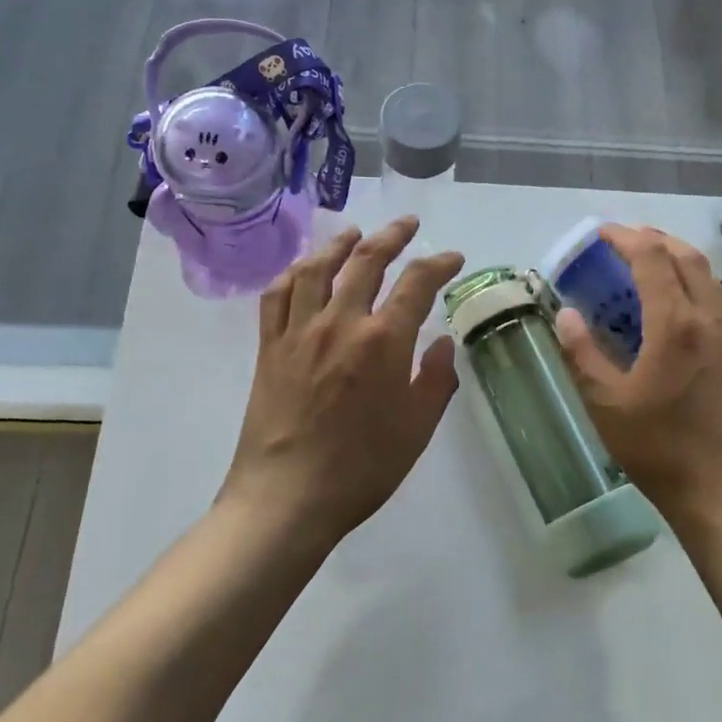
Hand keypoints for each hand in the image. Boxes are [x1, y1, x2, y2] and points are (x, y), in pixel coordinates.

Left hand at [218, 218, 464, 551]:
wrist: (287, 497)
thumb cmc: (362, 468)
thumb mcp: (418, 427)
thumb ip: (436, 379)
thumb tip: (442, 342)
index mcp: (383, 340)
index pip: (417, 282)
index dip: (438, 263)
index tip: (452, 258)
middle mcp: (340, 322)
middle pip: (366, 260)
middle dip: (392, 236)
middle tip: (407, 224)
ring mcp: (298, 330)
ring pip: (318, 268)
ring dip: (340, 243)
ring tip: (355, 234)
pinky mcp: (268, 346)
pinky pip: (277, 294)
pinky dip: (293, 272)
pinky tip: (304, 268)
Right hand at [555, 226, 721, 538]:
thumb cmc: (661, 449)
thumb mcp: (607, 404)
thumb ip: (583, 354)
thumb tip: (566, 315)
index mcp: (675, 323)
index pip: (652, 258)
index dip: (624, 238)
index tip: (599, 235)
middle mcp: (709, 318)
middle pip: (686, 256)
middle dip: (653, 239)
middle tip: (621, 242)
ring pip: (707, 276)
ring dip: (676, 258)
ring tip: (646, 264)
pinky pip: (716, 299)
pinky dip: (693, 283)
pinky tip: (674, 306)